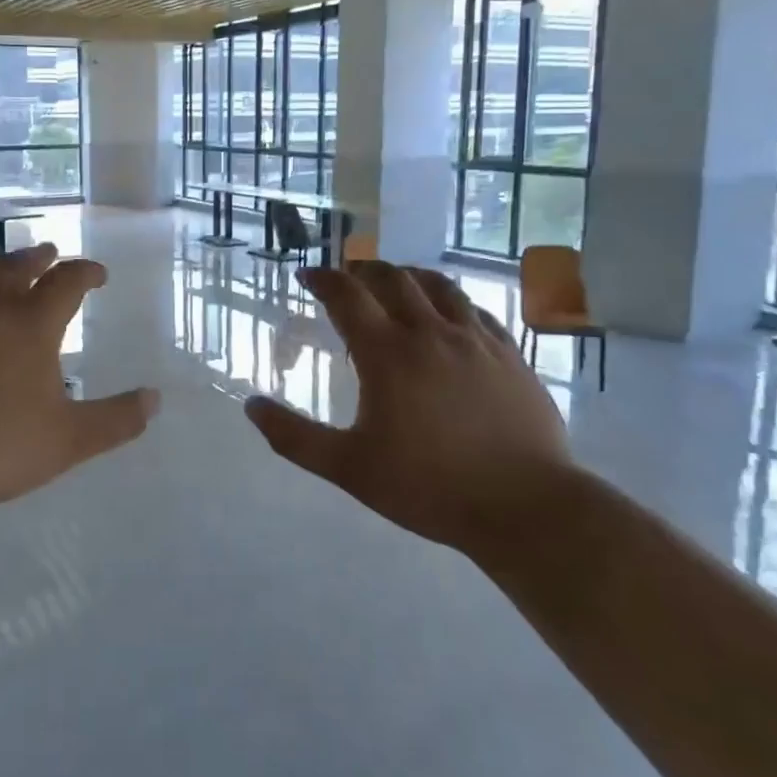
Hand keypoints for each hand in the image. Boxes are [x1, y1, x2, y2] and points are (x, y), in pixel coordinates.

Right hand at [245, 262, 573, 549]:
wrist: (525, 507)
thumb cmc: (428, 486)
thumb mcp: (349, 468)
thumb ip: (294, 437)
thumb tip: (251, 406)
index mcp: (388, 353)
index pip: (347, 296)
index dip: (322, 279)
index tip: (307, 275)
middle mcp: (431, 333)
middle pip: (393, 278)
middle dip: (363, 270)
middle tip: (348, 276)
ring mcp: (476, 340)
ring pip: (439, 286)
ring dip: (409, 275)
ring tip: (396, 281)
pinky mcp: (510, 355)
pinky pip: (476, 310)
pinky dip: (451, 301)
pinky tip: (449, 315)